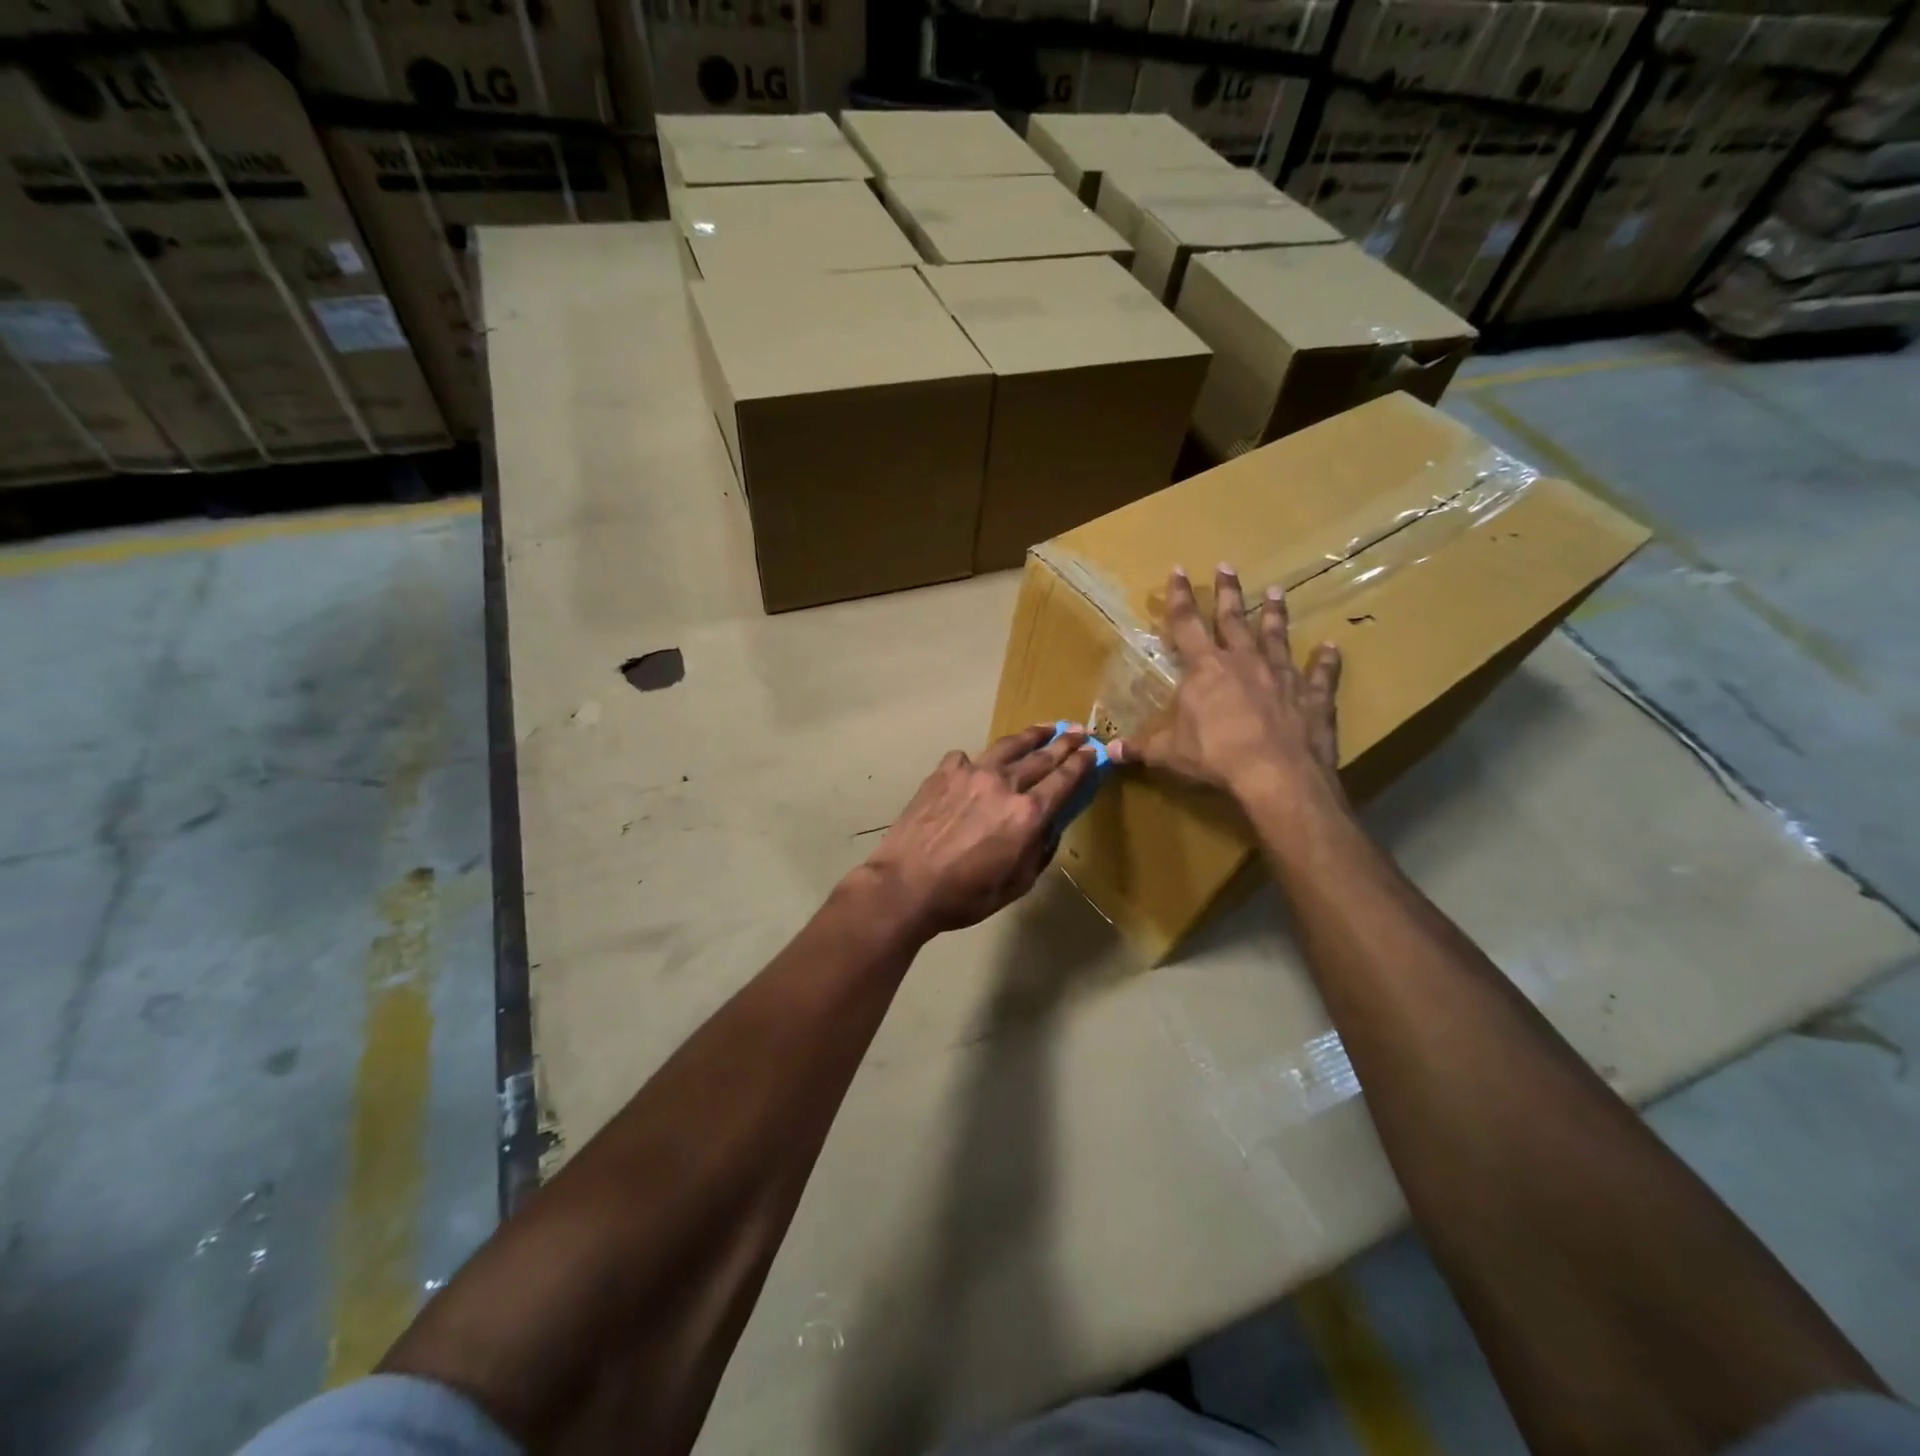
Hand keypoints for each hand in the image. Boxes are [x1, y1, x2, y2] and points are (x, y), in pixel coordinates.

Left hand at [860, 725, 1098, 936]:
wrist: (905, 885)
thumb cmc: (964, 896)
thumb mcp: (1017, 884)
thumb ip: (1039, 851)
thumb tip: (1050, 826)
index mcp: (1027, 814)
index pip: (1064, 780)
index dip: (1082, 763)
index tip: (1094, 752)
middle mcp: (1004, 784)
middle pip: (1041, 757)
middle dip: (1064, 743)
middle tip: (1079, 732)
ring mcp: (971, 772)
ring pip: (1008, 746)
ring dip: (1031, 736)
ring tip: (1045, 728)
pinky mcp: (944, 772)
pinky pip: (968, 758)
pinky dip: (980, 759)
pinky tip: (979, 764)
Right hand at [1117, 565, 1344, 816]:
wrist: (1277, 774)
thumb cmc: (1216, 757)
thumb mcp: (1169, 754)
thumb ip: (1141, 748)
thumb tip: (1108, 752)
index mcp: (1206, 669)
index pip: (1186, 624)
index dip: (1179, 597)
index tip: (1178, 570)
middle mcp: (1244, 661)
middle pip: (1233, 619)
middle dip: (1228, 592)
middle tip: (1227, 566)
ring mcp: (1282, 674)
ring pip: (1276, 635)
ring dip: (1275, 613)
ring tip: (1276, 591)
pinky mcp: (1313, 695)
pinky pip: (1321, 673)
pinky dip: (1326, 660)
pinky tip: (1332, 646)